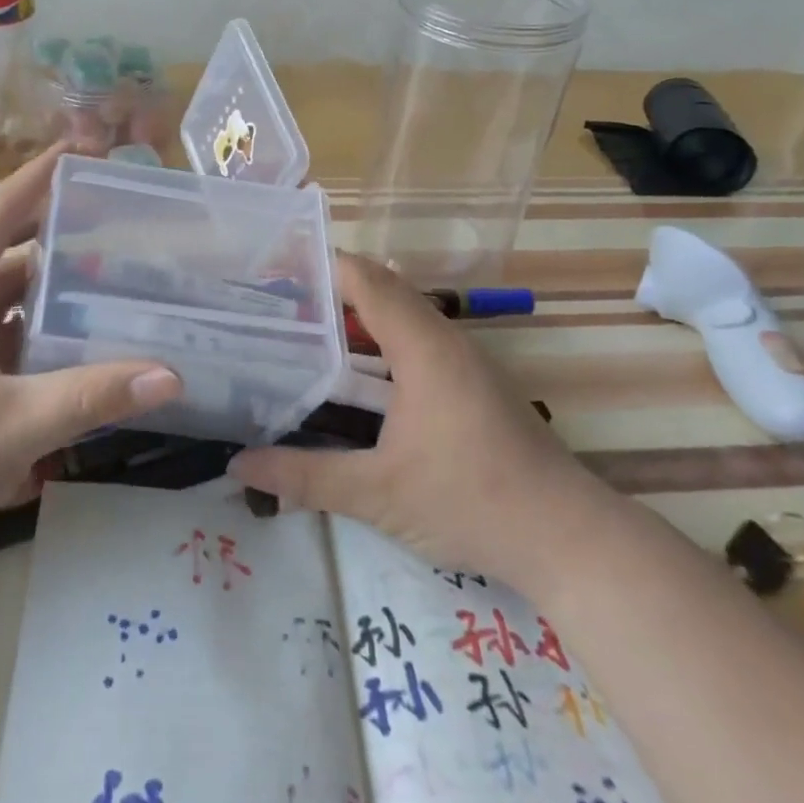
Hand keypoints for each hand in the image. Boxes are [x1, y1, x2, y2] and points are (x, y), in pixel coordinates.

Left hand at [0, 145, 181, 577]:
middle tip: (123, 227)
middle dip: (62, 242)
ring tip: (118, 283)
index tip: (81, 148)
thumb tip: (173, 374)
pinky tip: (83, 344)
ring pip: (8, 304)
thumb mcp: (11, 428)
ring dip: (55, 296)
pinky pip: (3, 341)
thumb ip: (92, 396)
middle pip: (7, 259)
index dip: (38, 180)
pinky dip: (41, 338)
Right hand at [230, 253, 606, 588]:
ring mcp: (465, 360)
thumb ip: (304, 476)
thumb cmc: (470, 502)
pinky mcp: (474, 383)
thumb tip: (238, 466)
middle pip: (382, 290)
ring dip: (357, 317)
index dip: (321, 265)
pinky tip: (354, 376)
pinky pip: (418, 341)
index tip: (274, 268)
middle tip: (277, 302)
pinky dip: (380, 343)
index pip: (366, 279)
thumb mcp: (377, 494)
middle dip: (330, 290)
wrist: (565, 537)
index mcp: (422, 347)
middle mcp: (445, 340)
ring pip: (403, 316)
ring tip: (305, 331)